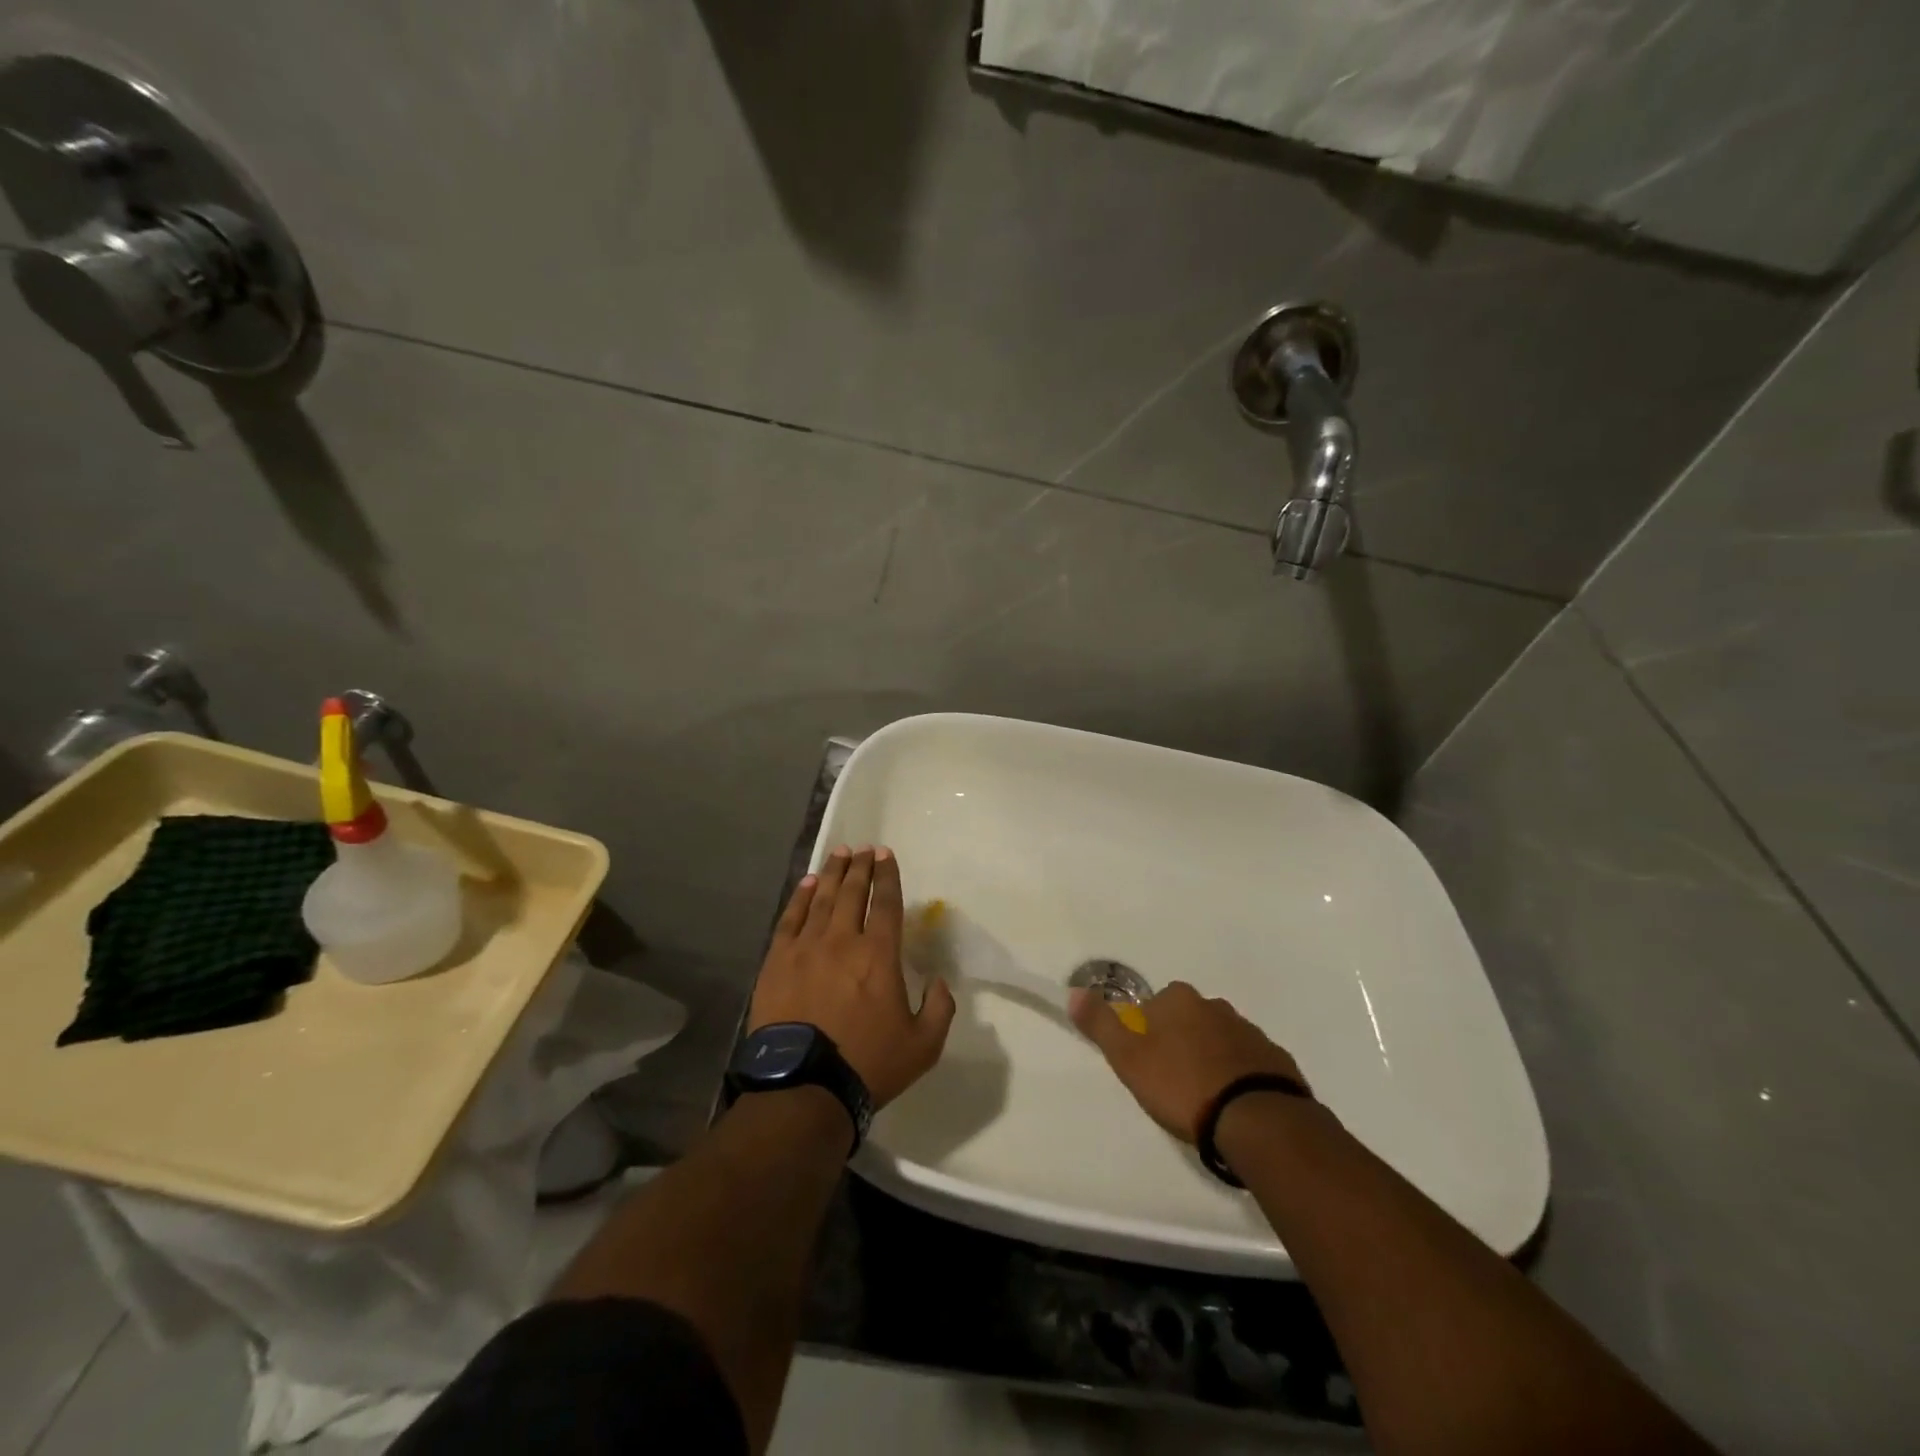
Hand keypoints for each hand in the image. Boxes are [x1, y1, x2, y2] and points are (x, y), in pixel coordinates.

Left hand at [750, 845, 956, 1108]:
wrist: (804, 1087)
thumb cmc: (867, 1065)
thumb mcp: (923, 1046)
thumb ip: (939, 1008)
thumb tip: (939, 981)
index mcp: (879, 955)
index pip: (887, 903)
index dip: (888, 876)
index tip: (886, 855)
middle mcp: (843, 940)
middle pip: (853, 892)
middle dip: (860, 867)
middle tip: (864, 848)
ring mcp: (807, 948)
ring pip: (822, 899)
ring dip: (832, 873)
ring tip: (839, 853)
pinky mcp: (778, 961)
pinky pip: (791, 919)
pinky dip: (801, 897)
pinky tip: (807, 884)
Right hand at [1068, 981, 1305, 1142]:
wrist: (1255, 1120)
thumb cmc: (1182, 1085)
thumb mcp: (1128, 1057)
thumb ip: (1101, 1024)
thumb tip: (1074, 991)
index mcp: (1180, 1001)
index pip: (1155, 1004)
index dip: (1147, 1030)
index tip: (1145, 1062)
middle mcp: (1216, 1007)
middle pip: (1189, 1019)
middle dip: (1180, 1042)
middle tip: (1172, 1082)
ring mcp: (1250, 1032)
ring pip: (1220, 1040)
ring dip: (1210, 1059)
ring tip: (1204, 1099)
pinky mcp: (1276, 1061)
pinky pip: (1248, 1063)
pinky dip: (1239, 1077)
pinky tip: (1233, 1106)